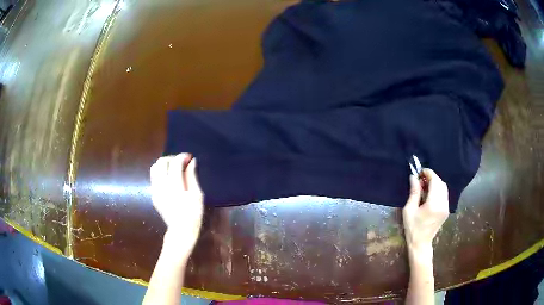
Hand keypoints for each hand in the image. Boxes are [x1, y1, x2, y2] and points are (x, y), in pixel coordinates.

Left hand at [150, 153, 203, 257]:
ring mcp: (155, 190)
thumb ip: (192, 176)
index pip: (174, 163)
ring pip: (154, 168)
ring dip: (164, 165)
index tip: (189, 158)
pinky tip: (169, 180)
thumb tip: (192, 162)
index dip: (182, 157)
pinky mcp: (153, 195)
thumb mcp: (197, 195)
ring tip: (174, 169)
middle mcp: (161, 186)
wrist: (181, 230)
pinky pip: (154, 178)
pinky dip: (160, 173)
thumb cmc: (193, 214)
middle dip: (171, 158)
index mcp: (174, 186)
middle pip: (161, 162)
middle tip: (181, 163)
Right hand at [402, 168, 448, 255]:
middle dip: (432, 177)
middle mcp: (443, 204)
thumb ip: (414, 192)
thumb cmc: (412, 228)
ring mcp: (446, 207)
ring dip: (435, 183)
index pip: (435, 182)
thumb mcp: (409, 210)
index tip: (420, 171)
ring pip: (444, 188)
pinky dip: (438, 190)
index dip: (428, 173)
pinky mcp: (446, 210)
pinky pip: (444, 194)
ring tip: (425, 185)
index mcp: (433, 204)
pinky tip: (429, 193)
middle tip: (421, 178)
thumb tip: (414, 176)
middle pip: (441, 183)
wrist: (421, 243)